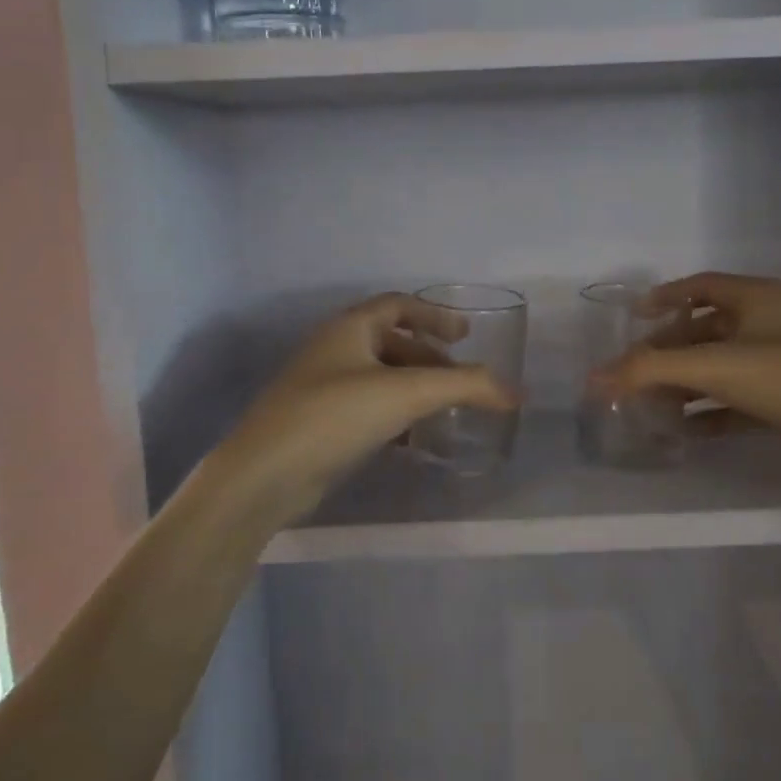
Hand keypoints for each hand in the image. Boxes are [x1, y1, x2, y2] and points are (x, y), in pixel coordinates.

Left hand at [199, 293, 516, 526]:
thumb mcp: (407, 393)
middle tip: (458, 376)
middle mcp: (334, 349)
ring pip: (378, 376)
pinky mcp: (318, 423)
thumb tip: (517, 392)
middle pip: (390, 340)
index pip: (398, 304)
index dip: (434, 315)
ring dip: (412, 386)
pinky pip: (366, 406)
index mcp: (349, 327)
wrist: (264, 476)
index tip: (466, 334)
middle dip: (427, 355)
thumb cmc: (335, 416)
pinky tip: (412, 439)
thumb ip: (465, 387)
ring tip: (442, 408)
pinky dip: (394, 414)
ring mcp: (322, 387)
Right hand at [600, 272, 780, 476]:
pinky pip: (738, 399)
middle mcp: (770, 323)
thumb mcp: (716, 367)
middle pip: (707, 329)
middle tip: (638, 370)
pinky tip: (686, 430)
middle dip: (670, 350)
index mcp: (758, 298)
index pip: (701, 286)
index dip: (666, 297)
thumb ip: (651, 370)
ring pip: (722, 366)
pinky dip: (711, 411)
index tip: (635, 317)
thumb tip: (594, 378)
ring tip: (653, 403)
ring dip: (687, 383)